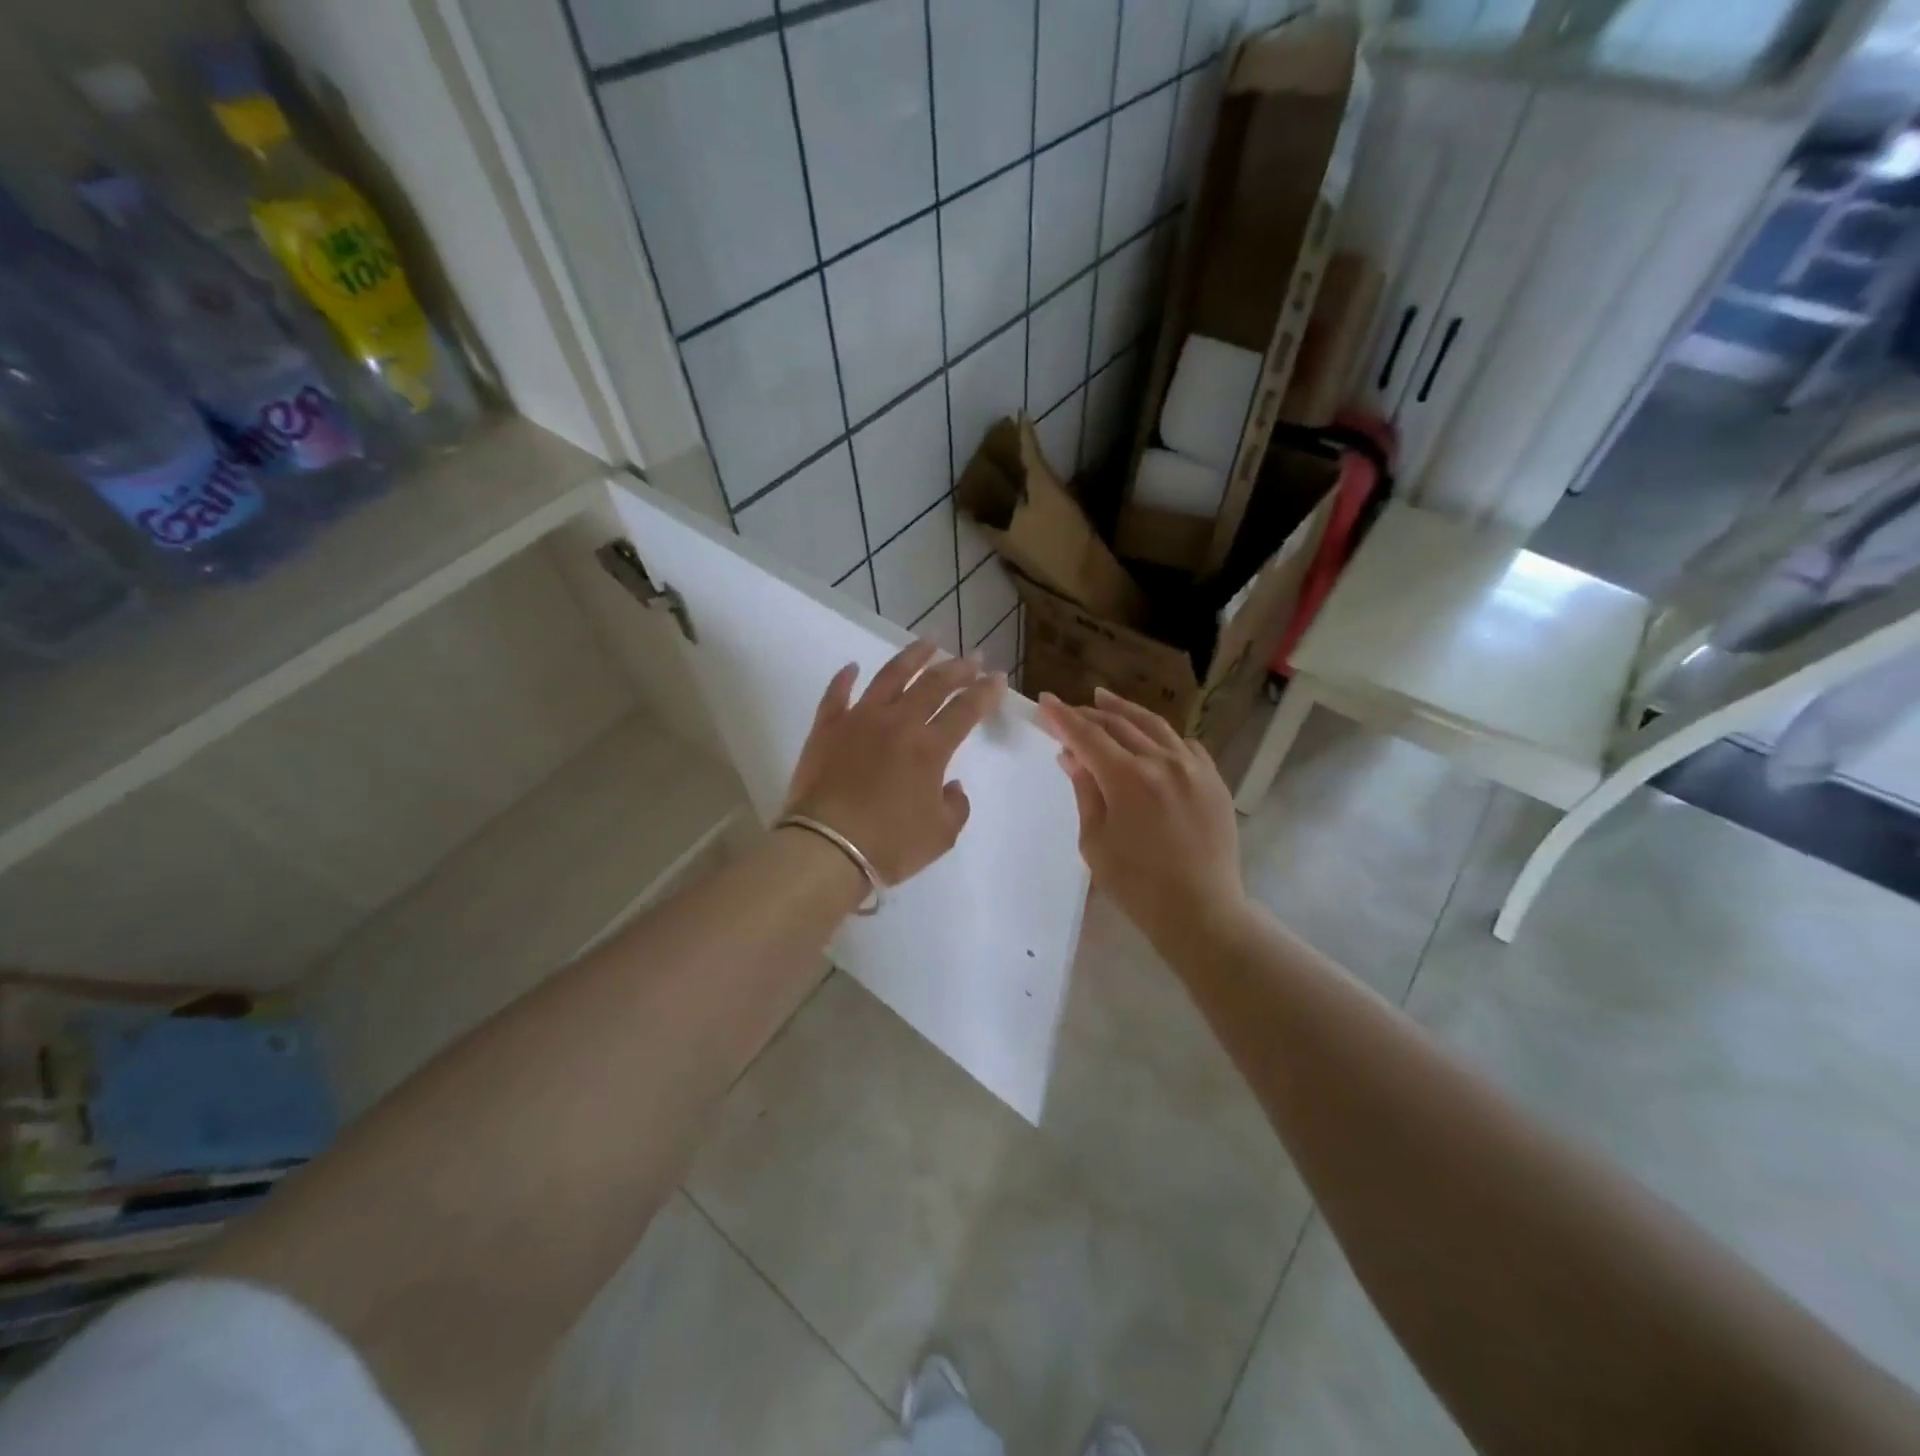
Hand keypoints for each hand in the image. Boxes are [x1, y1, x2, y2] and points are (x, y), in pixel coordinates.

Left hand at [784, 641, 1007, 886]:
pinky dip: (845, 678)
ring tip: (928, 641)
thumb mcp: (941, 835)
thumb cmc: (889, 845)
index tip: (997, 678)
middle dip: (957, 668)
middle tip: (972, 657)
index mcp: (930, 748)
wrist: (826, 848)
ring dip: (912, 656)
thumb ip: (955, 806)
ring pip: (890, 677)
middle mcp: (898, 723)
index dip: (985, 693)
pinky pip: (837, 694)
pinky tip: (853, 666)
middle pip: (933, 685)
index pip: (965, 710)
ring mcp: (859, 720)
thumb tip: (951, 786)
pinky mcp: (826, 728)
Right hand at [1038, 687, 1248, 949]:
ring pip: (1154, 726)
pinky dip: (1161, 735)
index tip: (1045, 701)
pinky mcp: (1214, 780)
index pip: (1088, 735)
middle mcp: (1162, 762)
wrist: (1201, 910)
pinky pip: (1184, 744)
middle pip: (1119, 724)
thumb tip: (1071, 756)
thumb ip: (1085, 791)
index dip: (1063, 717)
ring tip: (1103, 698)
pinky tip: (1151, 736)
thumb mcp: (1095, 841)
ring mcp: (1193, 768)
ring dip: (1124, 711)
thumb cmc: (1136, 884)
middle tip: (1069, 709)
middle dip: (1089, 713)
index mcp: (1128, 778)